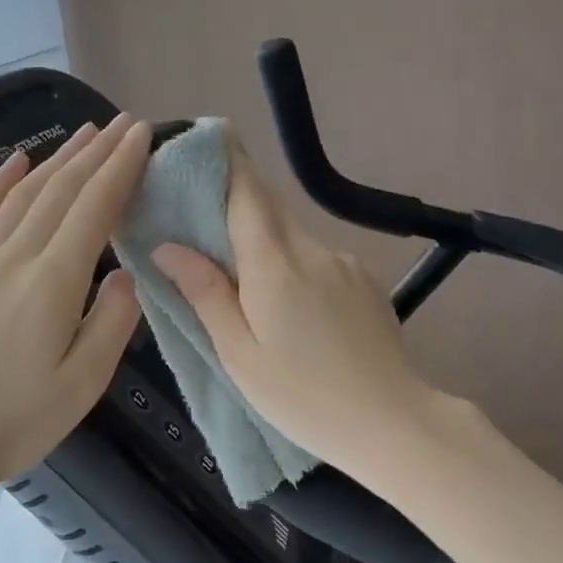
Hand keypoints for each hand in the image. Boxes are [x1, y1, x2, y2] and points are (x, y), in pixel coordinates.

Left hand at [0, 115, 151, 497]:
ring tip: (84, 133)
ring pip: (23, 195)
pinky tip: (14, 165)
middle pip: (60, 191)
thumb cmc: (15, 422)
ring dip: (56, 159)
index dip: (120, 167)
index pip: (93, 208)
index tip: (143, 133)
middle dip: (96, 152)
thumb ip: (111, 323)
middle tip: (123, 123)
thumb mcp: (82, 384)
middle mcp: (15, 258)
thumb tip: (126, 276)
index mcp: (52, 282)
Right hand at [152, 139, 454, 482]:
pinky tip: (293, 307)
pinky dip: (294, 265)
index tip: (206, 139)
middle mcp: (313, 250)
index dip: (226, 161)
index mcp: (276, 265)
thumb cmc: (304, 397)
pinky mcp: (366, 282)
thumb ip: (206, 294)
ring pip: (293, 236)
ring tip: (246, 281)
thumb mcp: (240, 355)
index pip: (247, 192)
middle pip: (269, 209)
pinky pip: (318, 259)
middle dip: (237, 204)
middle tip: (203, 221)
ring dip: (265, 243)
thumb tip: (168, 246)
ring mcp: (345, 264)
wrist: (394, 424)